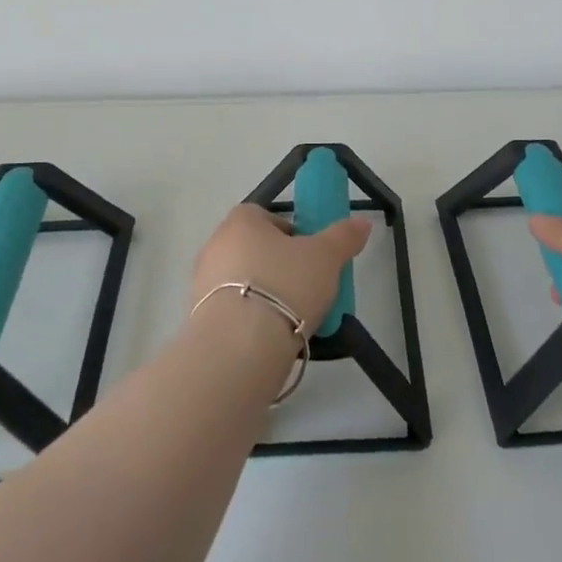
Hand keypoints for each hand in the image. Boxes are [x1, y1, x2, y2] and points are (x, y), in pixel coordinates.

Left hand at [191, 204, 371, 335]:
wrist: (240, 345)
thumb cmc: (285, 284)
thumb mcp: (326, 257)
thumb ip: (344, 236)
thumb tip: (362, 223)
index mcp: (241, 221)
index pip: (264, 215)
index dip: (289, 232)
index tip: (309, 253)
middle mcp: (216, 245)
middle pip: (253, 248)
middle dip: (279, 264)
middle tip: (306, 285)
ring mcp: (202, 283)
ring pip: (243, 281)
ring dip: (265, 293)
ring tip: (294, 316)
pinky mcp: (199, 318)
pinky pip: (233, 310)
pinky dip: (251, 319)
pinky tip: (274, 336)